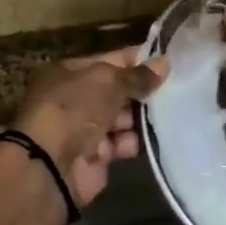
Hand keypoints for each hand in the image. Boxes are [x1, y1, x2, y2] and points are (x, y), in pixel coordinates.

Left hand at [12, 47, 167, 204]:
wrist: (50, 165)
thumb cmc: (74, 109)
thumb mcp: (107, 82)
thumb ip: (137, 75)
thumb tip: (164, 63)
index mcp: (68, 73)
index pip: (108, 60)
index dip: (136, 60)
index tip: (166, 61)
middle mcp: (74, 99)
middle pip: (115, 91)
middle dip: (141, 91)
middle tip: (175, 89)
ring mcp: (83, 129)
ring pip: (121, 119)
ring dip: (141, 117)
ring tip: (170, 113)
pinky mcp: (94, 157)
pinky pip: (121, 144)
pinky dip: (133, 142)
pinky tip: (153, 138)